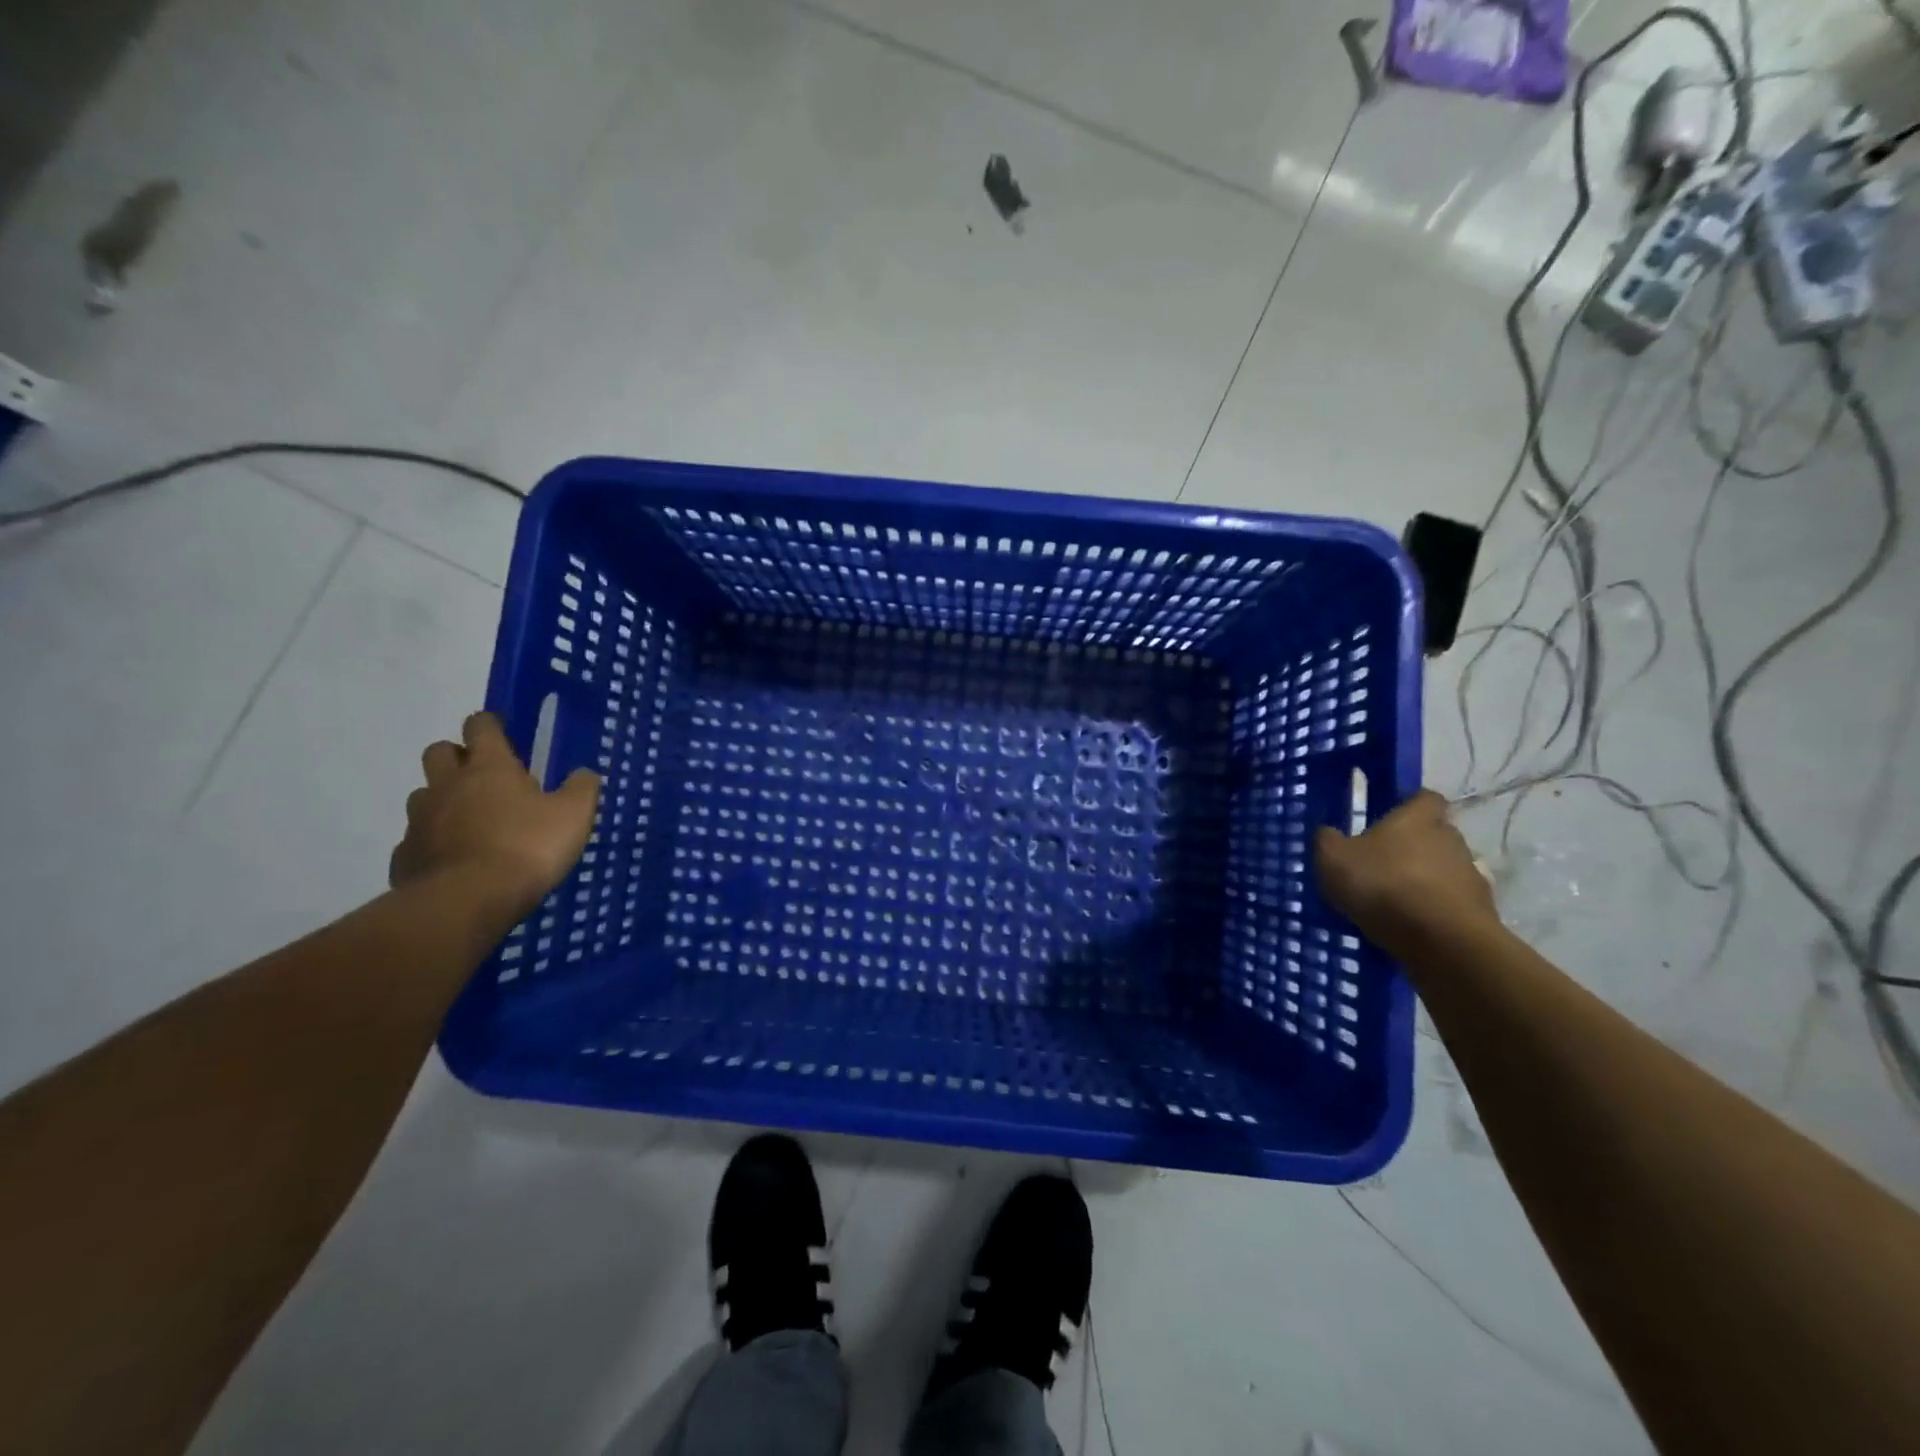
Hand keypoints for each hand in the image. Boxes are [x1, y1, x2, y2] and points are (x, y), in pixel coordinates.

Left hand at [390, 712, 599, 919]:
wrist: (467, 902)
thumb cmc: (528, 847)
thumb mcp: (574, 815)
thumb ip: (581, 788)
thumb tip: (584, 772)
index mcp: (489, 767)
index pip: (481, 726)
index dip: (490, 724)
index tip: (502, 732)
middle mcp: (448, 785)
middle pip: (439, 752)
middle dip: (457, 756)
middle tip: (484, 775)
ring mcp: (420, 820)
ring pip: (424, 795)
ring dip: (443, 799)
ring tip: (470, 820)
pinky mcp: (405, 856)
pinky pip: (416, 839)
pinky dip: (433, 842)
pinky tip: (454, 859)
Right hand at [1315, 789, 1497, 954]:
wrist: (1444, 942)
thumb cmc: (1384, 886)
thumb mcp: (1333, 859)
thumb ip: (1327, 840)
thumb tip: (1327, 832)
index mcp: (1417, 818)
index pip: (1424, 797)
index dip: (1408, 804)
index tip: (1387, 817)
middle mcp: (1451, 839)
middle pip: (1434, 834)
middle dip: (1411, 845)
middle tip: (1381, 863)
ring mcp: (1470, 876)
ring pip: (1442, 869)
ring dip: (1422, 880)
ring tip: (1392, 902)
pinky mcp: (1480, 911)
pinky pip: (1450, 903)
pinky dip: (1432, 910)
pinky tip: (1409, 926)